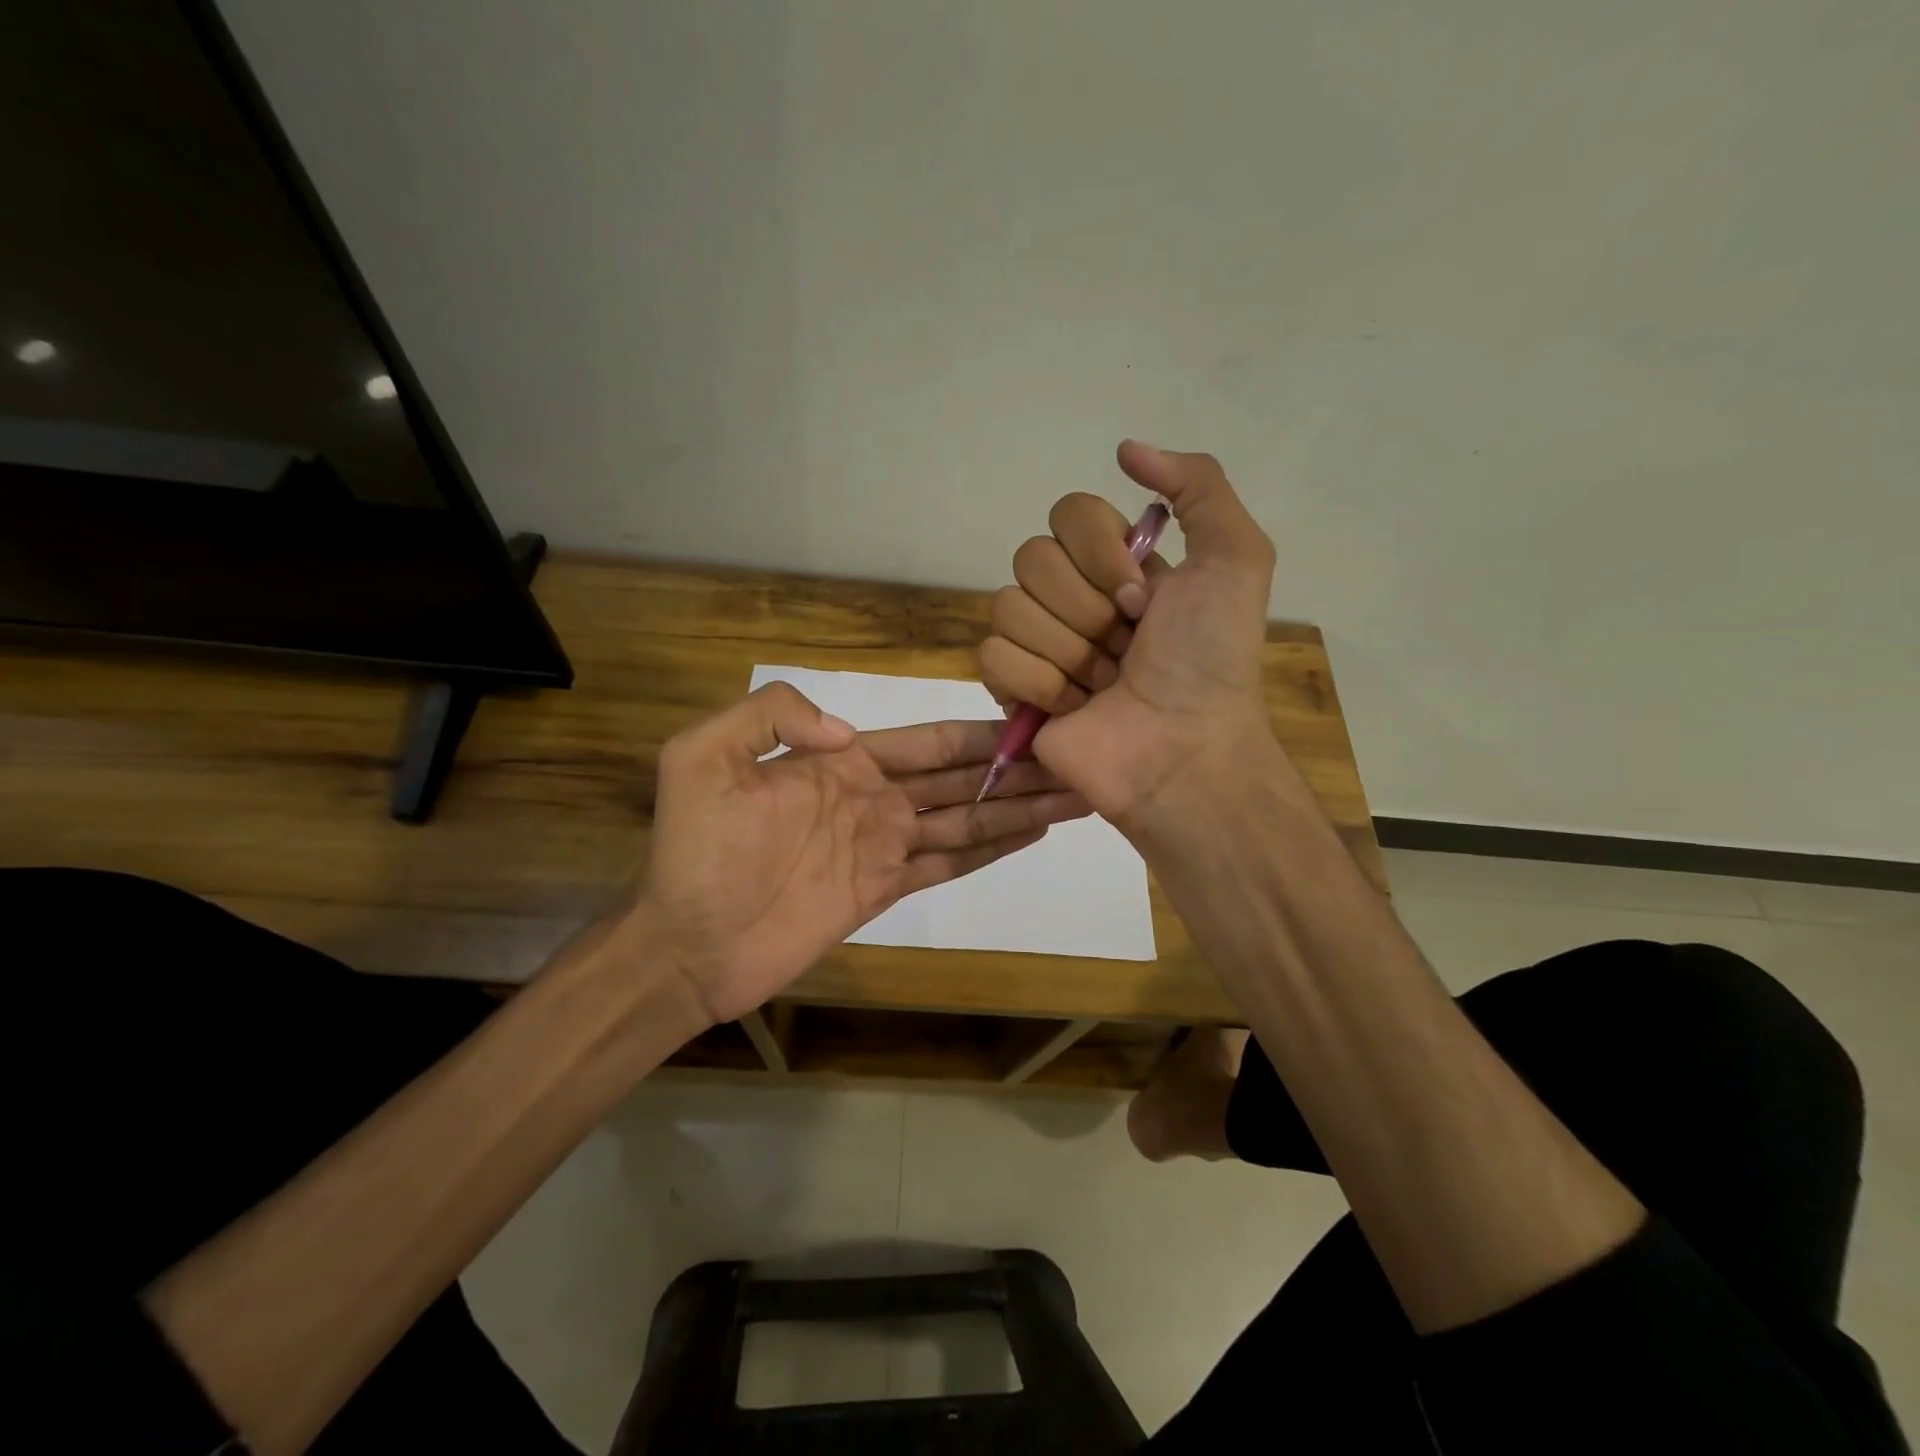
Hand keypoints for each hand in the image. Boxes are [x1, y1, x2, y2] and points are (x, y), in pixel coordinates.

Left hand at [633, 682, 1086, 1024]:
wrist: (685, 941)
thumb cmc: (693, 849)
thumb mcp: (703, 756)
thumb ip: (772, 715)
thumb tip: (848, 732)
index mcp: (842, 761)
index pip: (928, 742)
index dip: (982, 734)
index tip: (1034, 723)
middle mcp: (874, 798)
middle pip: (961, 779)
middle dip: (1016, 769)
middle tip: (1075, 759)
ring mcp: (883, 846)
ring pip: (965, 820)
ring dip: (1017, 807)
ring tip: (1073, 795)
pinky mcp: (884, 891)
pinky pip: (946, 865)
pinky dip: (989, 850)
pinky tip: (1030, 835)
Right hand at [979, 441, 1277, 829]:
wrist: (1183, 749)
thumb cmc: (1210, 660)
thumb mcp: (1236, 559)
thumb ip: (1197, 486)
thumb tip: (1125, 449)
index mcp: (1115, 564)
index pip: (1067, 513)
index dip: (1100, 553)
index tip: (1143, 599)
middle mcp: (1072, 596)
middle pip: (1031, 557)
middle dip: (1086, 609)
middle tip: (1125, 648)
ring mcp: (1038, 643)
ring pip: (1008, 607)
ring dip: (1067, 651)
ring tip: (1103, 685)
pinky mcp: (1012, 689)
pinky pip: (992, 657)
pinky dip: (1038, 684)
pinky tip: (1073, 707)